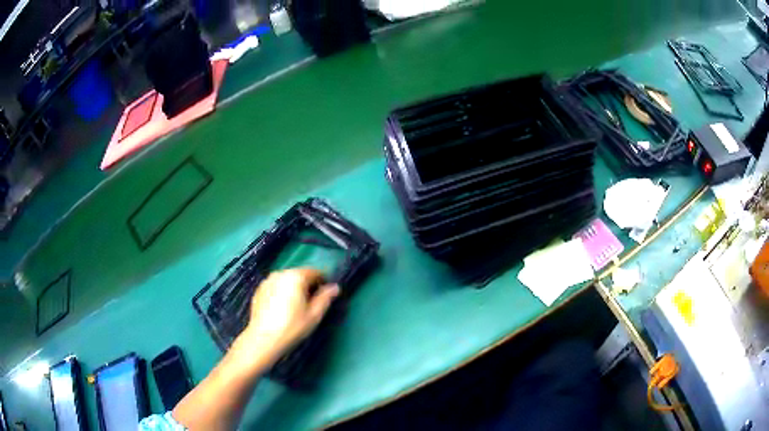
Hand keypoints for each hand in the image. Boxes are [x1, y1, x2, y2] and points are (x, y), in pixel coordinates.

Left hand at [240, 268, 339, 363]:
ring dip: (294, 289)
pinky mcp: (259, 290)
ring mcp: (267, 281)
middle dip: (307, 286)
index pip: (316, 272)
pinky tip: (281, 310)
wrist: (263, 339)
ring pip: (287, 281)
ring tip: (295, 308)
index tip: (324, 298)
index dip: (323, 283)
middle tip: (310, 305)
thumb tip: (335, 287)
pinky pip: (276, 287)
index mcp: (296, 276)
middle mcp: (281, 273)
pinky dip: (281, 293)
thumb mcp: (314, 315)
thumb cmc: (292, 326)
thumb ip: (326, 298)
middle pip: (300, 275)